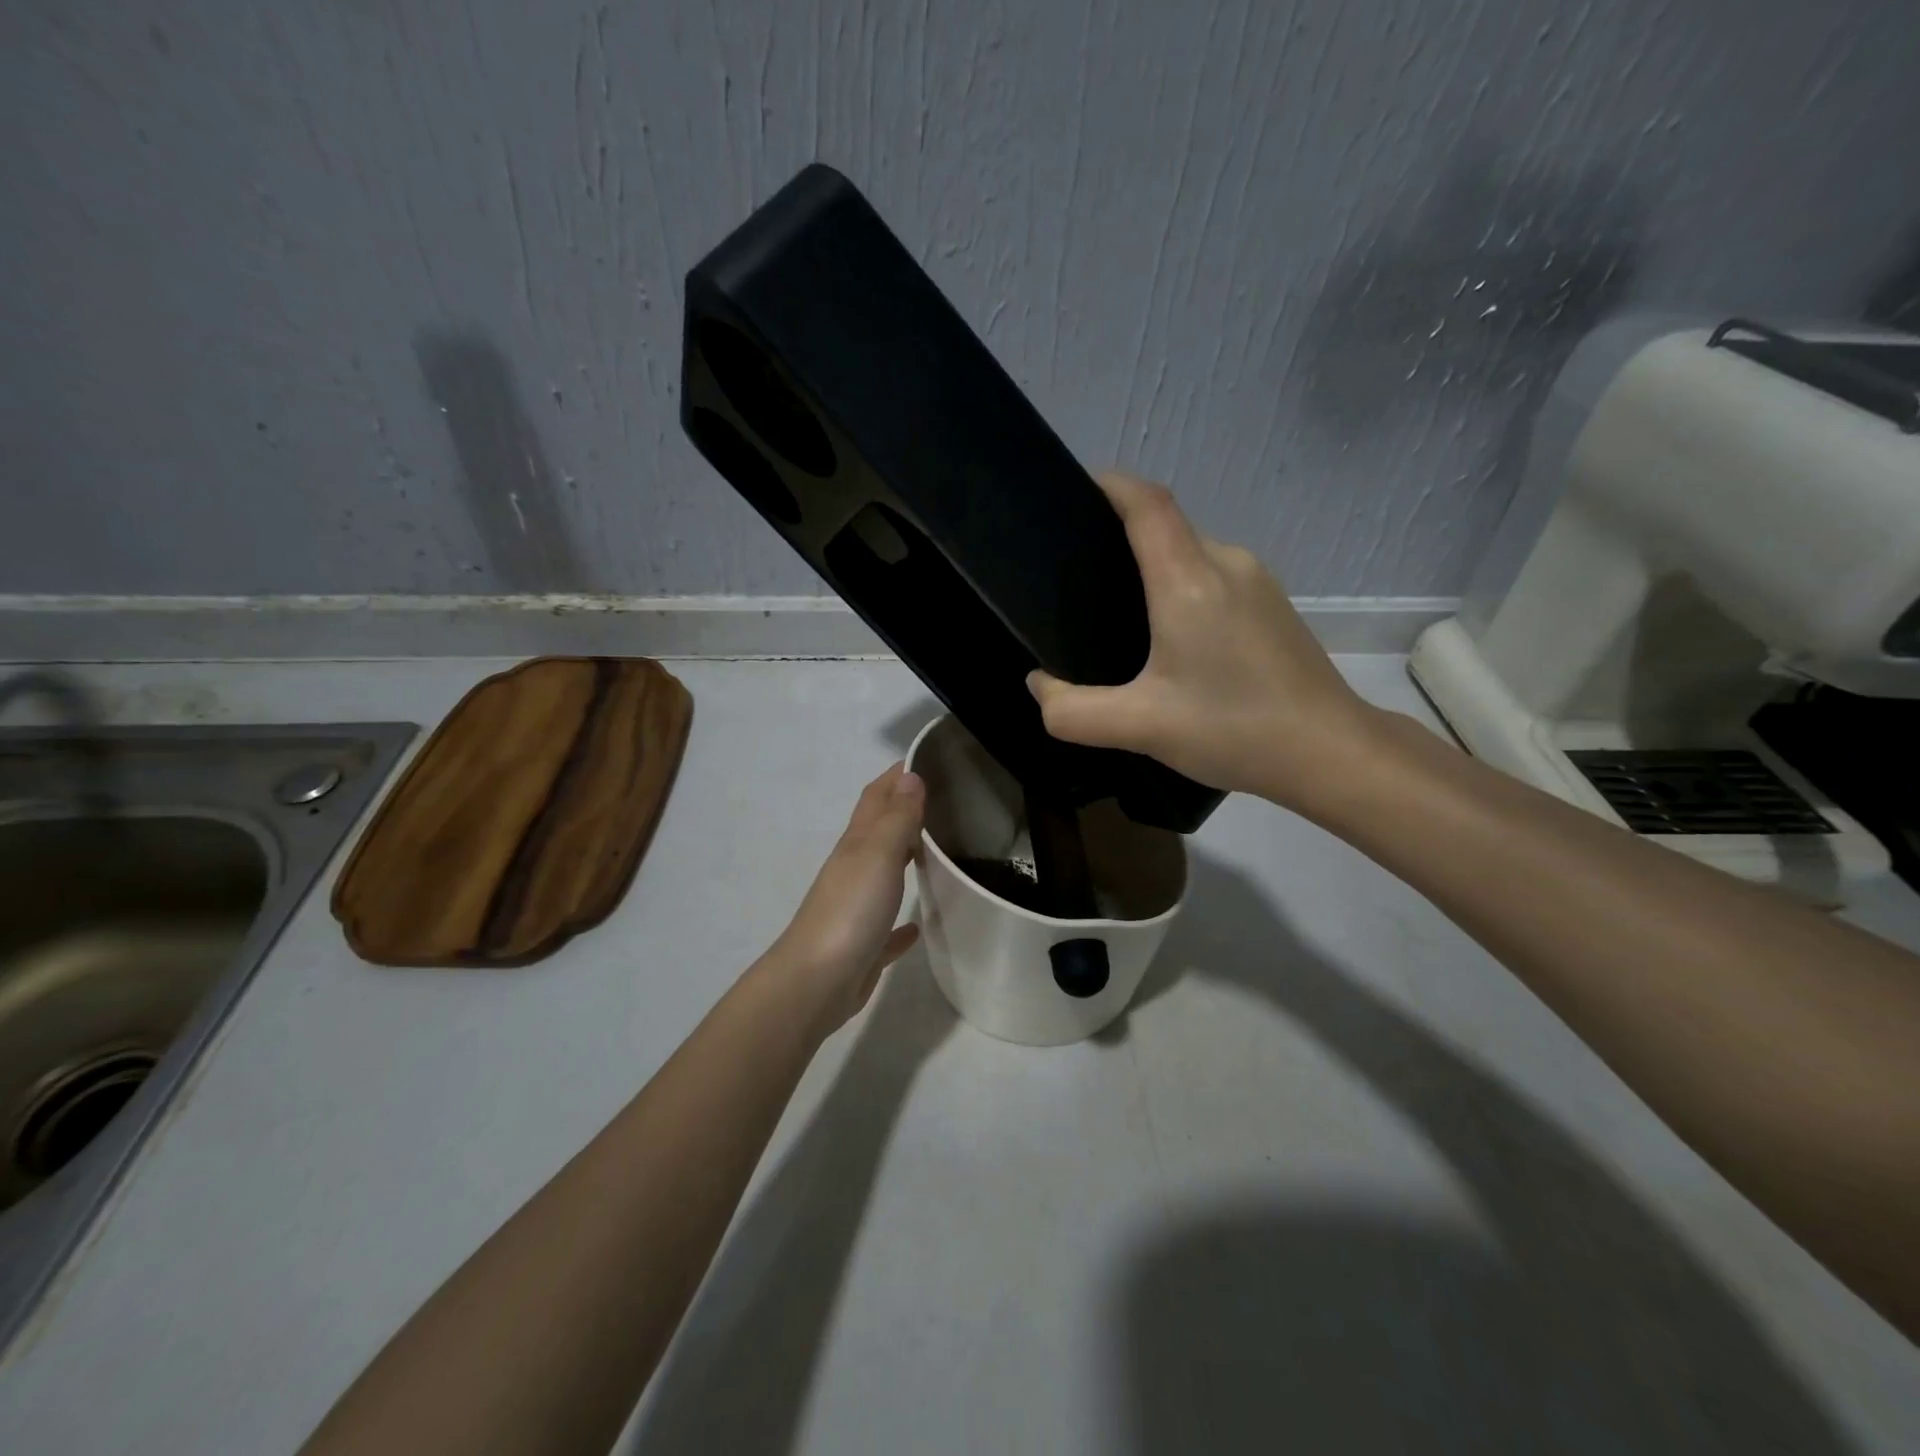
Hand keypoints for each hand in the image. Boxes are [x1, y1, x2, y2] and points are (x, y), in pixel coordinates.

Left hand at [766, 762, 924, 1033]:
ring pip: (884, 873)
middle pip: (880, 830)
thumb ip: (897, 817)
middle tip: (947, 800)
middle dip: (906, 810)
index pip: (877, 796)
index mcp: (857, 844)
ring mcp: (857, 907)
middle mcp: (854, 869)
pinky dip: (901, 921)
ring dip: (905, 858)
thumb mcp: (878, 855)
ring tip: (941, 850)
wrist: (816, 982)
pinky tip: (917, 924)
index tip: (928, 757)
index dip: (898, 774)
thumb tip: (910, 775)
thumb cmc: (850, 911)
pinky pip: (886, 925)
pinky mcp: (864, 944)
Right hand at [1026, 473, 1383, 810]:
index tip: (1072, 493)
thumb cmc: (1234, 730)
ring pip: (1191, 553)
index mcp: (1190, 580)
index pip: (1147, 503)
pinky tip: (1166, 636)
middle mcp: (1227, 564)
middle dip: (1118, 536)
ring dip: (1152, 567)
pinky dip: (1180, 587)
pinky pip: (1214, 576)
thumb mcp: (1139, 728)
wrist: (1331, 753)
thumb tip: (1039, 683)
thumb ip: (1072, 710)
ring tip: (1114, 609)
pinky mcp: (1273, 605)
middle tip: (1075, 577)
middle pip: (1166, 526)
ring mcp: (1257, 582)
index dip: (1110, 485)